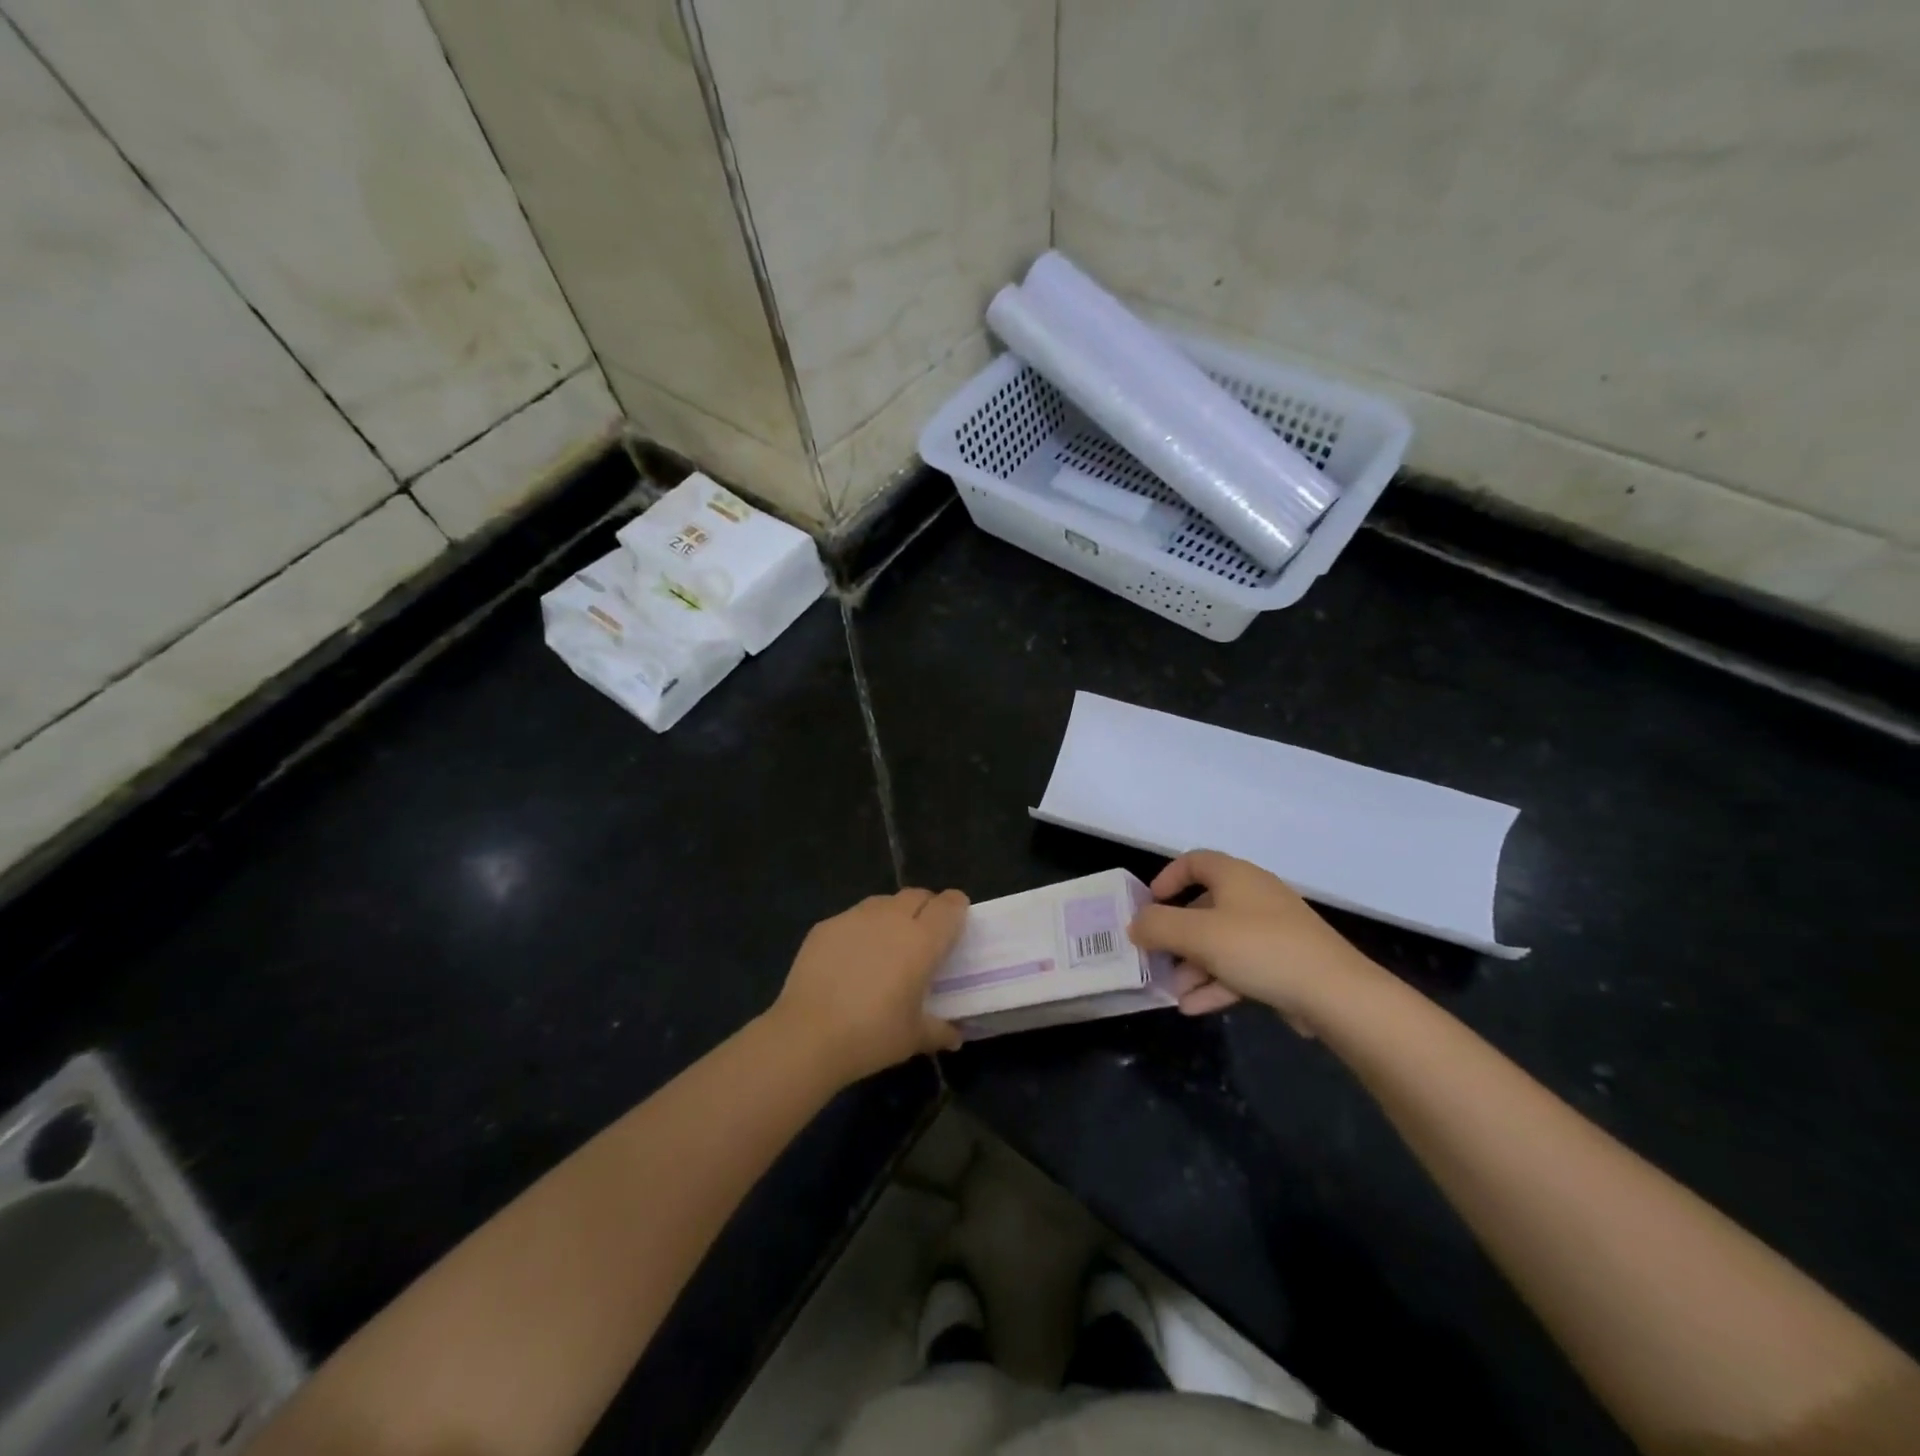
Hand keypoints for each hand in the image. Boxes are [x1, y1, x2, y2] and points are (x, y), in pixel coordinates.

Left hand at [768, 888, 968, 1084]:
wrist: (808, 1035)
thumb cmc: (872, 1035)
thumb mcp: (914, 1038)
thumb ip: (940, 1030)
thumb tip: (955, 1035)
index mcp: (922, 940)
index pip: (949, 905)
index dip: (956, 908)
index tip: (956, 924)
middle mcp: (892, 918)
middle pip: (917, 895)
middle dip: (926, 908)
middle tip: (923, 937)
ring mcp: (855, 917)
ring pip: (884, 902)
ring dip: (893, 915)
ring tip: (886, 946)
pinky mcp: (826, 925)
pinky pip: (853, 918)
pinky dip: (860, 930)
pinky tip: (851, 959)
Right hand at [1128, 851, 1374, 1033]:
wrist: (1335, 994)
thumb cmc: (1259, 949)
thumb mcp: (1197, 935)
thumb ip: (1157, 926)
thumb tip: (1135, 924)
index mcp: (1235, 877)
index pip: (1195, 861)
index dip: (1168, 878)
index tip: (1149, 904)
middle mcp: (1254, 897)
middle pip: (1204, 908)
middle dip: (1176, 936)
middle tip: (1155, 957)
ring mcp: (1272, 932)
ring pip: (1220, 942)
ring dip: (1193, 966)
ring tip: (1174, 993)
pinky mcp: (1284, 964)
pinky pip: (1240, 967)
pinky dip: (1216, 983)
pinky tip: (1194, 1008)